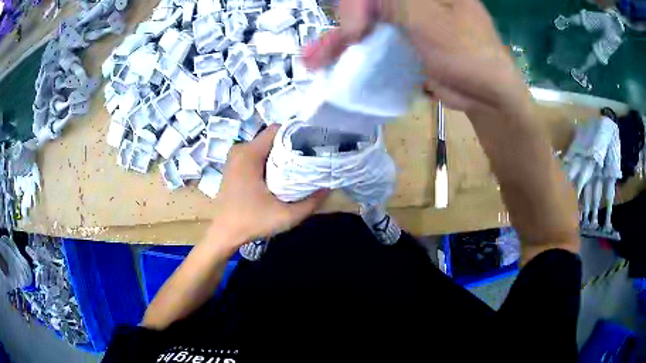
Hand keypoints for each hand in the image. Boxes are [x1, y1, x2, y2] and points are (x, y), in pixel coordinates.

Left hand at [210, 125, 329, 246]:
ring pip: (264, 147)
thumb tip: (327, 187)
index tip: (312, 145)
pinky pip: (256, 155)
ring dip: (280, 154)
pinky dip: (269, 160)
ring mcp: (235, 158)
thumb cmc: (251, 222)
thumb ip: (311, 202)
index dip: (296, 134)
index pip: (277, 129)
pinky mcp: (234, 167)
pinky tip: (279, 175)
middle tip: (308, 159)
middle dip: (290, 146)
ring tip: (296, 167)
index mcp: (249, 154)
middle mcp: (240, 150)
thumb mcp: (286, 216)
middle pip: (271, 138)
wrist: (224, 233)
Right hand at [305, 0, 529, 114]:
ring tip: (314, 59)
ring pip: (365, 20)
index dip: (357, 4)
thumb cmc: (469, 54)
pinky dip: (353, 49)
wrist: (487, 96)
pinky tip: (331, 60)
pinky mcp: (404, 37)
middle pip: (366, 3)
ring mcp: (406, 16)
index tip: (355, 29)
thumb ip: (395, 1)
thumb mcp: (431, 20)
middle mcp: (413, 0)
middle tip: (331, 48)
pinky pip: (373, 37)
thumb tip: (361, 0)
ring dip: (338, 39)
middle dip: (344, 21)